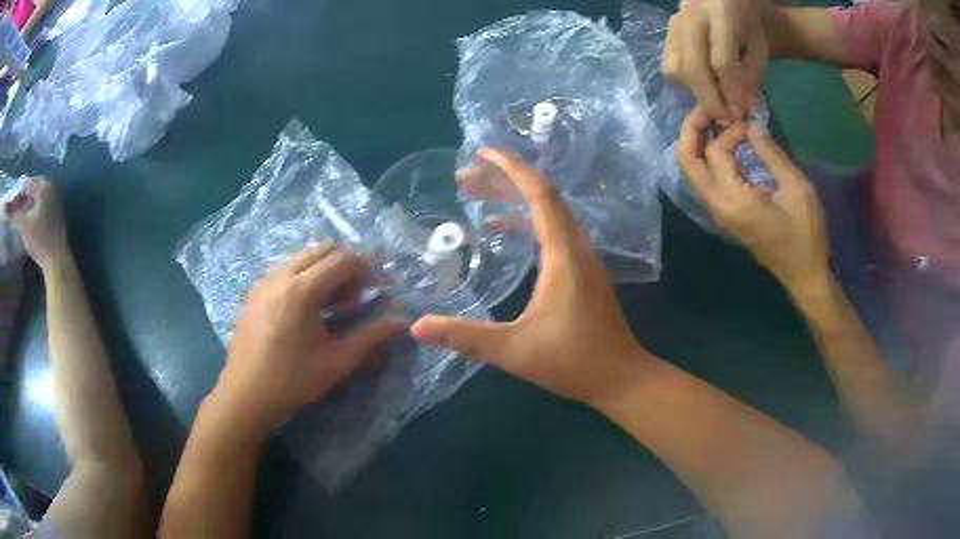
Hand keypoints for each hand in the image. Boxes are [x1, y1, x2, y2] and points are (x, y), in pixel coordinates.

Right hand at [7, 178, 69, 269]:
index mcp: (44, 186)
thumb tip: (5, 206)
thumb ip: (14, 213)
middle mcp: (52, 189)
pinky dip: (33, 212)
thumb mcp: (23, 224)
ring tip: (19, 216)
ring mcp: (55, 201)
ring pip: (37, 199)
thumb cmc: (39, 239)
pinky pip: (41, 208)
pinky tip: (28, 222)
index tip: (11, 204)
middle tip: (14, 209)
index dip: (18, 194)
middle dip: (23, 198)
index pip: (28, 184)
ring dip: (28, 205)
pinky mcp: (56, 216)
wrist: (56, 260)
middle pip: (33, 190)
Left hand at [210, 245, 405, 431]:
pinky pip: (285, 270)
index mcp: (301, 290)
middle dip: (346, 265)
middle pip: (321, 250)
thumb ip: (372, 337)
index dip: (366, 269)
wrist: (245, 395)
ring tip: (334, 303)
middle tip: (358, 295)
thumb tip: (402, 323)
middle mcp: (280, 276)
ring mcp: (263, 282)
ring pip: (301, 258)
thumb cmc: (293, 381)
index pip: (342, 260)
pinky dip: (304, 277)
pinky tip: (308, 309)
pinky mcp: (253, 292)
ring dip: (324, 270)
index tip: (378, 289)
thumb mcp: (337, 362)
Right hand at [412, 149, 651, 406]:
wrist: (621, 378)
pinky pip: (554, 232)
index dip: (510, 168)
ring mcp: (583, 259)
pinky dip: (527, 223)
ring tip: (477, 198)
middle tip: (464, 179)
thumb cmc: (573, 362)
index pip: (539, 194)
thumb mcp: (513, 350)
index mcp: (564, 254)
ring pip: (549, 213)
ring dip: (515, 200)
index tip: (481, 153)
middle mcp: (577, 246)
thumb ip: (465, 337)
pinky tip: (503, 231)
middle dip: (503, 181)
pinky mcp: (583, 272)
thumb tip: (418, 327)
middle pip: (543, 197)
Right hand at [663, 0, 770, 121]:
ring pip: (676, 68)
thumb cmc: (747, 25)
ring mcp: (675, 23)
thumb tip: (742, 110)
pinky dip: (685, 83)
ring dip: (695, 92)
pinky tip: (703, 86)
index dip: (730, 91)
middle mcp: (692, 15)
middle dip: (710, 99)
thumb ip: (751, 77)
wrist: (726, 0)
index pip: (721, 60)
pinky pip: (670, 65)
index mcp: (722, 15)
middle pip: (693, 66)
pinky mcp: (667, 32)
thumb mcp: (758, 48)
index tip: (739, 113)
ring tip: (715, 100)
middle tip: (724, 118)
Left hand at [678, 108, 829, 292]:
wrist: (804, 276)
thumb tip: (750, 127)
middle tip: (707, 110)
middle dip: (691, 131)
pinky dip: (709, 160)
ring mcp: (719, 214)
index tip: (748, 125)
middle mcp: (718, 207)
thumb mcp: (796, 188)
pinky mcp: (726, 217)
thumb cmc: (806, 234)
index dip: (728, 131)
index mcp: (734, 200)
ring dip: (699, 145)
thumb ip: (771, 154)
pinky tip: (726, 146)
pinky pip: (707, 182)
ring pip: (694, 173)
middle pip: (688, 162)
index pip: (714, 152)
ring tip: (716, 123)